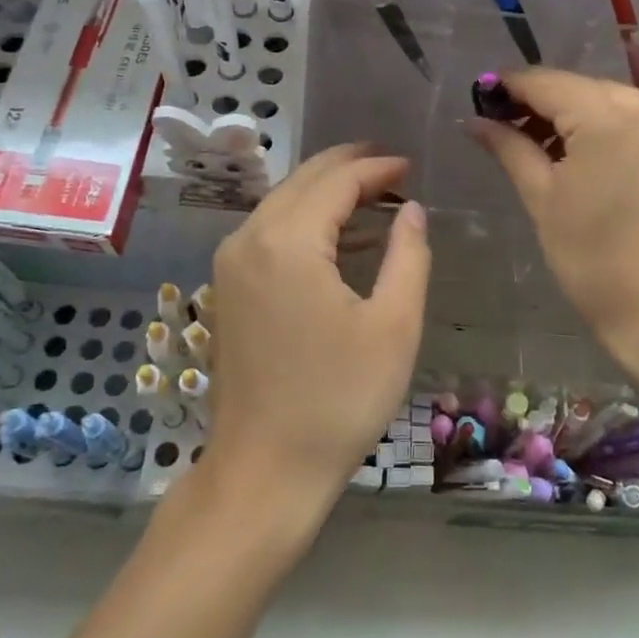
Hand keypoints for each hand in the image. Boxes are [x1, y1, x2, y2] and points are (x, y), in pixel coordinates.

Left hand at [207, 145, 430, 518]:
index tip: (410, 165)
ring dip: (326, 193)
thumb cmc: (339, 399)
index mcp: (287, 242)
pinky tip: (341, 238)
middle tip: (391, 166)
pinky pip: (270, 233)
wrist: (265, 471)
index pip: (336, 181)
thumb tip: (410, 209)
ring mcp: (230, 265)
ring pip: (283, 204)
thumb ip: (409, 255)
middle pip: (302, 182)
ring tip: (374, 194)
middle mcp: (249, 240)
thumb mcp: (393, 326)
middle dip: (348, 167)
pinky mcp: (227, 289)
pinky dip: (306, 222)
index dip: (376, 168)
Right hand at [472, 69, 638, 373]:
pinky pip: (623, 116)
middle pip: (574, 88)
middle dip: (534, 105)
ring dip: (563, 117)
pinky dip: (593, 127)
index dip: (506, 88)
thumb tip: (475, 120)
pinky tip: (567, 153)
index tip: (476, 101)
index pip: (544, 82)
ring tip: (527, 147)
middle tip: (497, 130)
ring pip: (598, 100)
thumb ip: (509, 148)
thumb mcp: (543, 199)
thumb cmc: (596, 261)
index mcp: (609, 114)